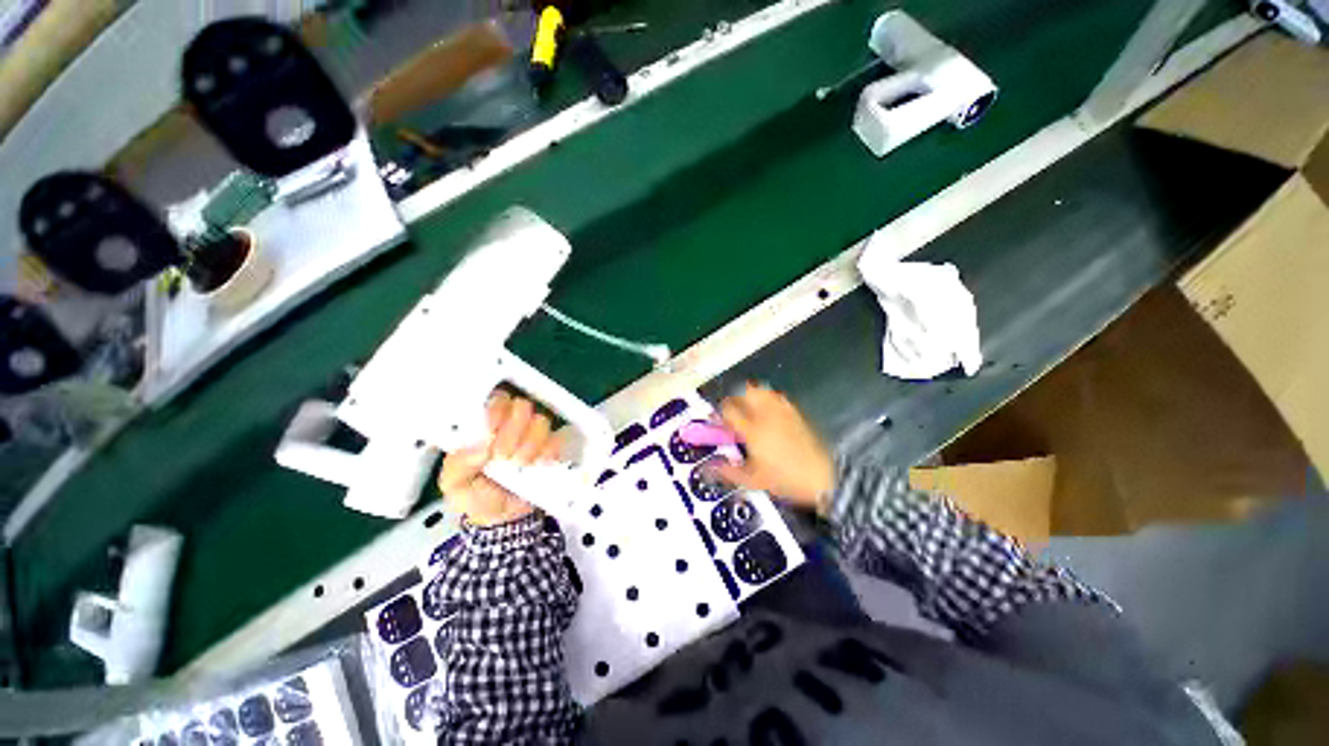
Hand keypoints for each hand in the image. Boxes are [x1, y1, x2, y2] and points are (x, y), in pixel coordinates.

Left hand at [437, 390, 561, 525]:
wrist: (503, 520)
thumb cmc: (476, 495)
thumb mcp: (454, 485)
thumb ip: (459, 465)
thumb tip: (481, 447)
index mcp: (485, 425)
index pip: (496, 400)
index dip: (496, 410)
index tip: (491, 431)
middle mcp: (512, 424)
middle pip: (522, 406)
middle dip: (514, 430)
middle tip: (504, 455)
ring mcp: (534, 435)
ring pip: (541, 421)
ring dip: (531, 443)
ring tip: (521, 464)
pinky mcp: (552, 448)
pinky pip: (558, 439)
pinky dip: (549, 451)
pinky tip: (539, 464)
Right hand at [710, 384, 835, 513]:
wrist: (822, 478)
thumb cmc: (785, 480)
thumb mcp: (752, 481)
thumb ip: (728, 471)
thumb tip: (710, 467)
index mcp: (752, 430)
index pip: (729, 409)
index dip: (720, 411)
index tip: (719, 419)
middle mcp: (766, 415)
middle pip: (745, 391)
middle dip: (735, 397)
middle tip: (733, 409)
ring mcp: (782, 412)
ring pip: (762, 390)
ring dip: (751, 395)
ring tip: (748, 406)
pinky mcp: (795, 412)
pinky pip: (777, 396)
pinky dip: (768, 398)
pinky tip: (768, 409)